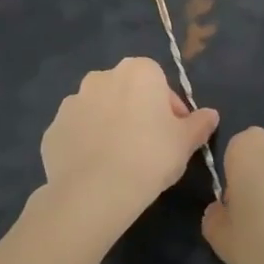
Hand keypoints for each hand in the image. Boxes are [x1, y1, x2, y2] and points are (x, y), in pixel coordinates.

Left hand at [39, 57, 219, 240]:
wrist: (95, 192)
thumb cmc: (150, 156)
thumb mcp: (186, 142)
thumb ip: (200, 123)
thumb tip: (211, 115)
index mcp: (138, 71)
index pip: (160, 82)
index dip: (170, 109)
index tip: (174, 133)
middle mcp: (102, 77)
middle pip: (127, 92)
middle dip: (137, 112)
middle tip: (149, 146)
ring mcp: (72, 103)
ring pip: (99, 110)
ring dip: (110, 126)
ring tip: (120, 160)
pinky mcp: (52, 130)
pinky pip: (76, 133)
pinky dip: (86, 144)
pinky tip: (97, 169)